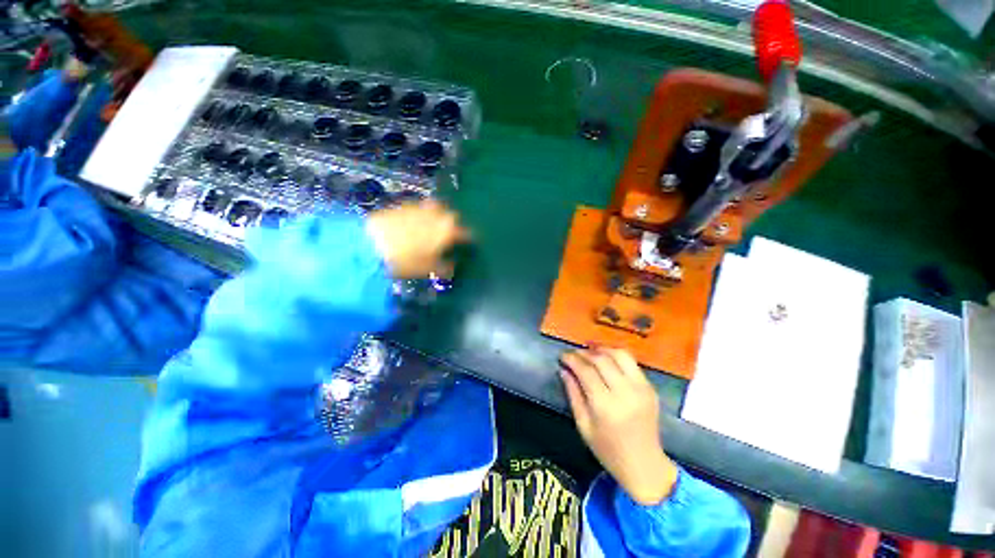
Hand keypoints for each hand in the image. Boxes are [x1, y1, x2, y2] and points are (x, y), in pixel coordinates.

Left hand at [366, 199, 469, 278]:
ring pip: (437, 208)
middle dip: (454, 224)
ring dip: (439, 216)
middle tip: (451, 235)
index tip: (470, 243)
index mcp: (448, 230)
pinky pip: (420, 208)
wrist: (371, 244)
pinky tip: (416, 222)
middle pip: (453, 217)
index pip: (466, 233)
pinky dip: (423, 214)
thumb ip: (445, 267)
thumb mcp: (428, 268)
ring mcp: (421, 208)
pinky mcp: (405, 205)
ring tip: (434, 226)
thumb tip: (452, 266)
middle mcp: (438, 215)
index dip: (469, 239)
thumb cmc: (405, 260)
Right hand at [560, 347, 678, 504]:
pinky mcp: (650, 388)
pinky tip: (606, 360)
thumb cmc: (608, 450)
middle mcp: (625, 393)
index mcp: (606, 406)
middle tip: (574, 354)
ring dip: (602, 349)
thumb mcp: (583, 425)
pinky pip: (632, 363)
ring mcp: (641, 389)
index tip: (562, 356)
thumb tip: (564, 370)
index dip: (572, 359)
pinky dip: (616, 356)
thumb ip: (573, 394)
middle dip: (584, 352)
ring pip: (620, 355)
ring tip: (590, 351)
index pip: (586, 370)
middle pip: (602, 359)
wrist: (645, 465)